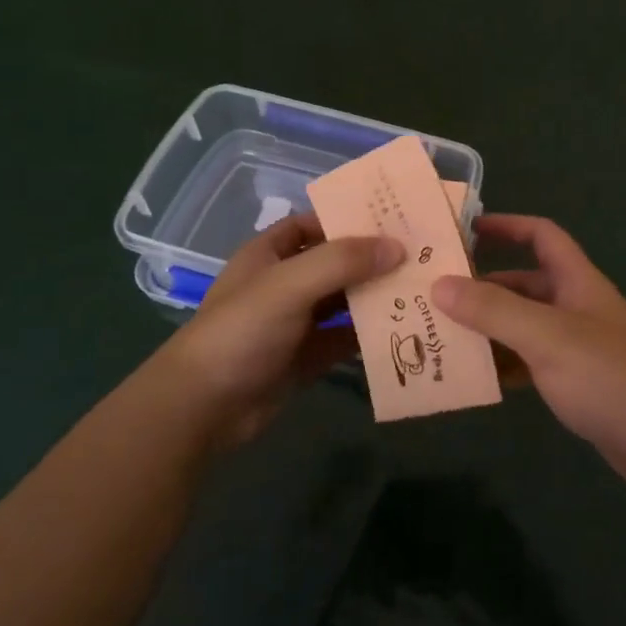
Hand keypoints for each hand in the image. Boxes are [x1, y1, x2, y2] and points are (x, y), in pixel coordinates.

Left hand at [162, 212, 401, 451]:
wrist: (204, 407)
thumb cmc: (241, 331)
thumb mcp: (289, 285)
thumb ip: (342, 261)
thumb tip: (398, 247)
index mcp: (269, 255)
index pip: (312, 224)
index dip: (346, 218)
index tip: (392, 218)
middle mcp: (284, 284)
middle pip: (335, 262)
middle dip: (372, 258)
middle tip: (420, 253)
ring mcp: (296, 323)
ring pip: (344, 301)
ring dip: (375, 296)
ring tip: (422, 287)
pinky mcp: (307, 358)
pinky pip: (345, 339)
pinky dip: (370, 334)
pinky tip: (404, 328)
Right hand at [431, 215, 625, 489]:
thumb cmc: (608, 376)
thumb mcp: (547, 336)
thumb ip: (494, 310)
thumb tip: (439, 284)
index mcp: (577, 282)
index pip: (542, 236)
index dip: (507, 226)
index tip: (465, 230)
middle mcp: (576, 307)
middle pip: (524, 284)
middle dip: (483, 287)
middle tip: (434, 295)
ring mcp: (576, 347)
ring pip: (523, 326)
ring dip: (488, 329)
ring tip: (440, 336)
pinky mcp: (575, 382)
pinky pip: (530, 363)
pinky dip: (504, 365)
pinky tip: (474, 377)